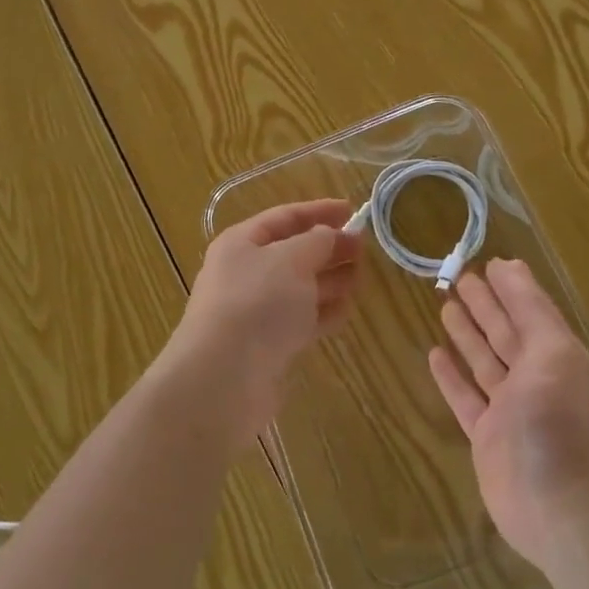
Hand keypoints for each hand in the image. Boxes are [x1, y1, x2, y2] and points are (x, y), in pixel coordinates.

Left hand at [166, 199, 364, 438]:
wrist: (223, 378)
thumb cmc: (256, 304)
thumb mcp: (290, 259)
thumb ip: (315, 241)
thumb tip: (328, 235)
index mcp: (241, 243)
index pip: (284, 218)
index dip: (318, 211)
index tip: (352, 210)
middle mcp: (246, 273)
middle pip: (293, 253)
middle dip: (328, 248)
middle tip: (364, 248)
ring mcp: (256, 311)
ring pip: (300, 288)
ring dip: (329, 280)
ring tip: (362, 278)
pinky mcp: (268, 345)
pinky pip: (301, 320)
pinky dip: (323, 313)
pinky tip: (347, 311)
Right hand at [429, 258, 588, 576]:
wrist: (563, 511)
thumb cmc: (558, 425)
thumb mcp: (553, 355)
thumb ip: (532, 311)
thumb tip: (510, 266)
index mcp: (557, 358)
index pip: (530, 312)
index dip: (511, 288)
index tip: (489, 262)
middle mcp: (535, 380)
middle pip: (504, 334)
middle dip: (485, 306)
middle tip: (459, 278)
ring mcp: (510, 411)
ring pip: (484, 362)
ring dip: (467, 335)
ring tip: (445, 306)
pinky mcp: (488, 438)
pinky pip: (466, 398)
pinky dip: (451, 377)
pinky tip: (434, 355)